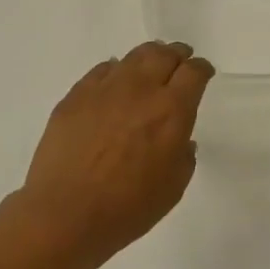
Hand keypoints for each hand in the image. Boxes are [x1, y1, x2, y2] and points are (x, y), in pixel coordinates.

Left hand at [15, 42, 214, 268]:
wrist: (66, 213)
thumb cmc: (128, 208)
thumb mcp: (173, 187)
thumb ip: (183, 155)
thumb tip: (179, 139)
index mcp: (171, 111)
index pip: (194, 72)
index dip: (202, 69)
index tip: (203, 73)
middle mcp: (140, 89)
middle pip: (164, 55)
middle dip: (177, 55)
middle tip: (179, 62)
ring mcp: (105, 89)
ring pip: (133, 57)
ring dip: (148, 58)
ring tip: (149, 67)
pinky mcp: (76, 95)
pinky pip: (102, 70)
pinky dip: (115, 71)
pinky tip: (115, 83)